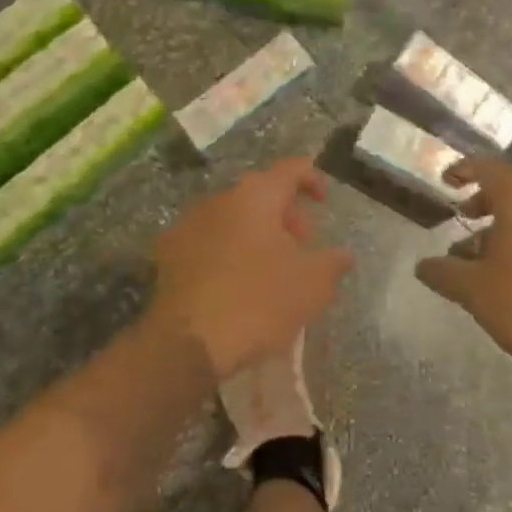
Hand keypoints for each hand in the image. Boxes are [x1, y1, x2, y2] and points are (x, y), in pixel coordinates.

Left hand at [150, 159, 353, 381]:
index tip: (322, 201)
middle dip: (284, 216)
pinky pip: (208, 243)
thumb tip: (343, 255)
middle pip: (259, 194)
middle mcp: (219, 201)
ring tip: (271, 269)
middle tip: (302, 246)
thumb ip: (333, 263)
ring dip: (255, 235)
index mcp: (256, 196)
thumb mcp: (313, 285)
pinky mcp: (168, 256)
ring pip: (231, 219)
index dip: (311, 179)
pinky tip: (237, 285)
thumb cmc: (260, 301)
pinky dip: (228, 253)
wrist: (189, 343)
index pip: (290, 169)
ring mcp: (187, 226)